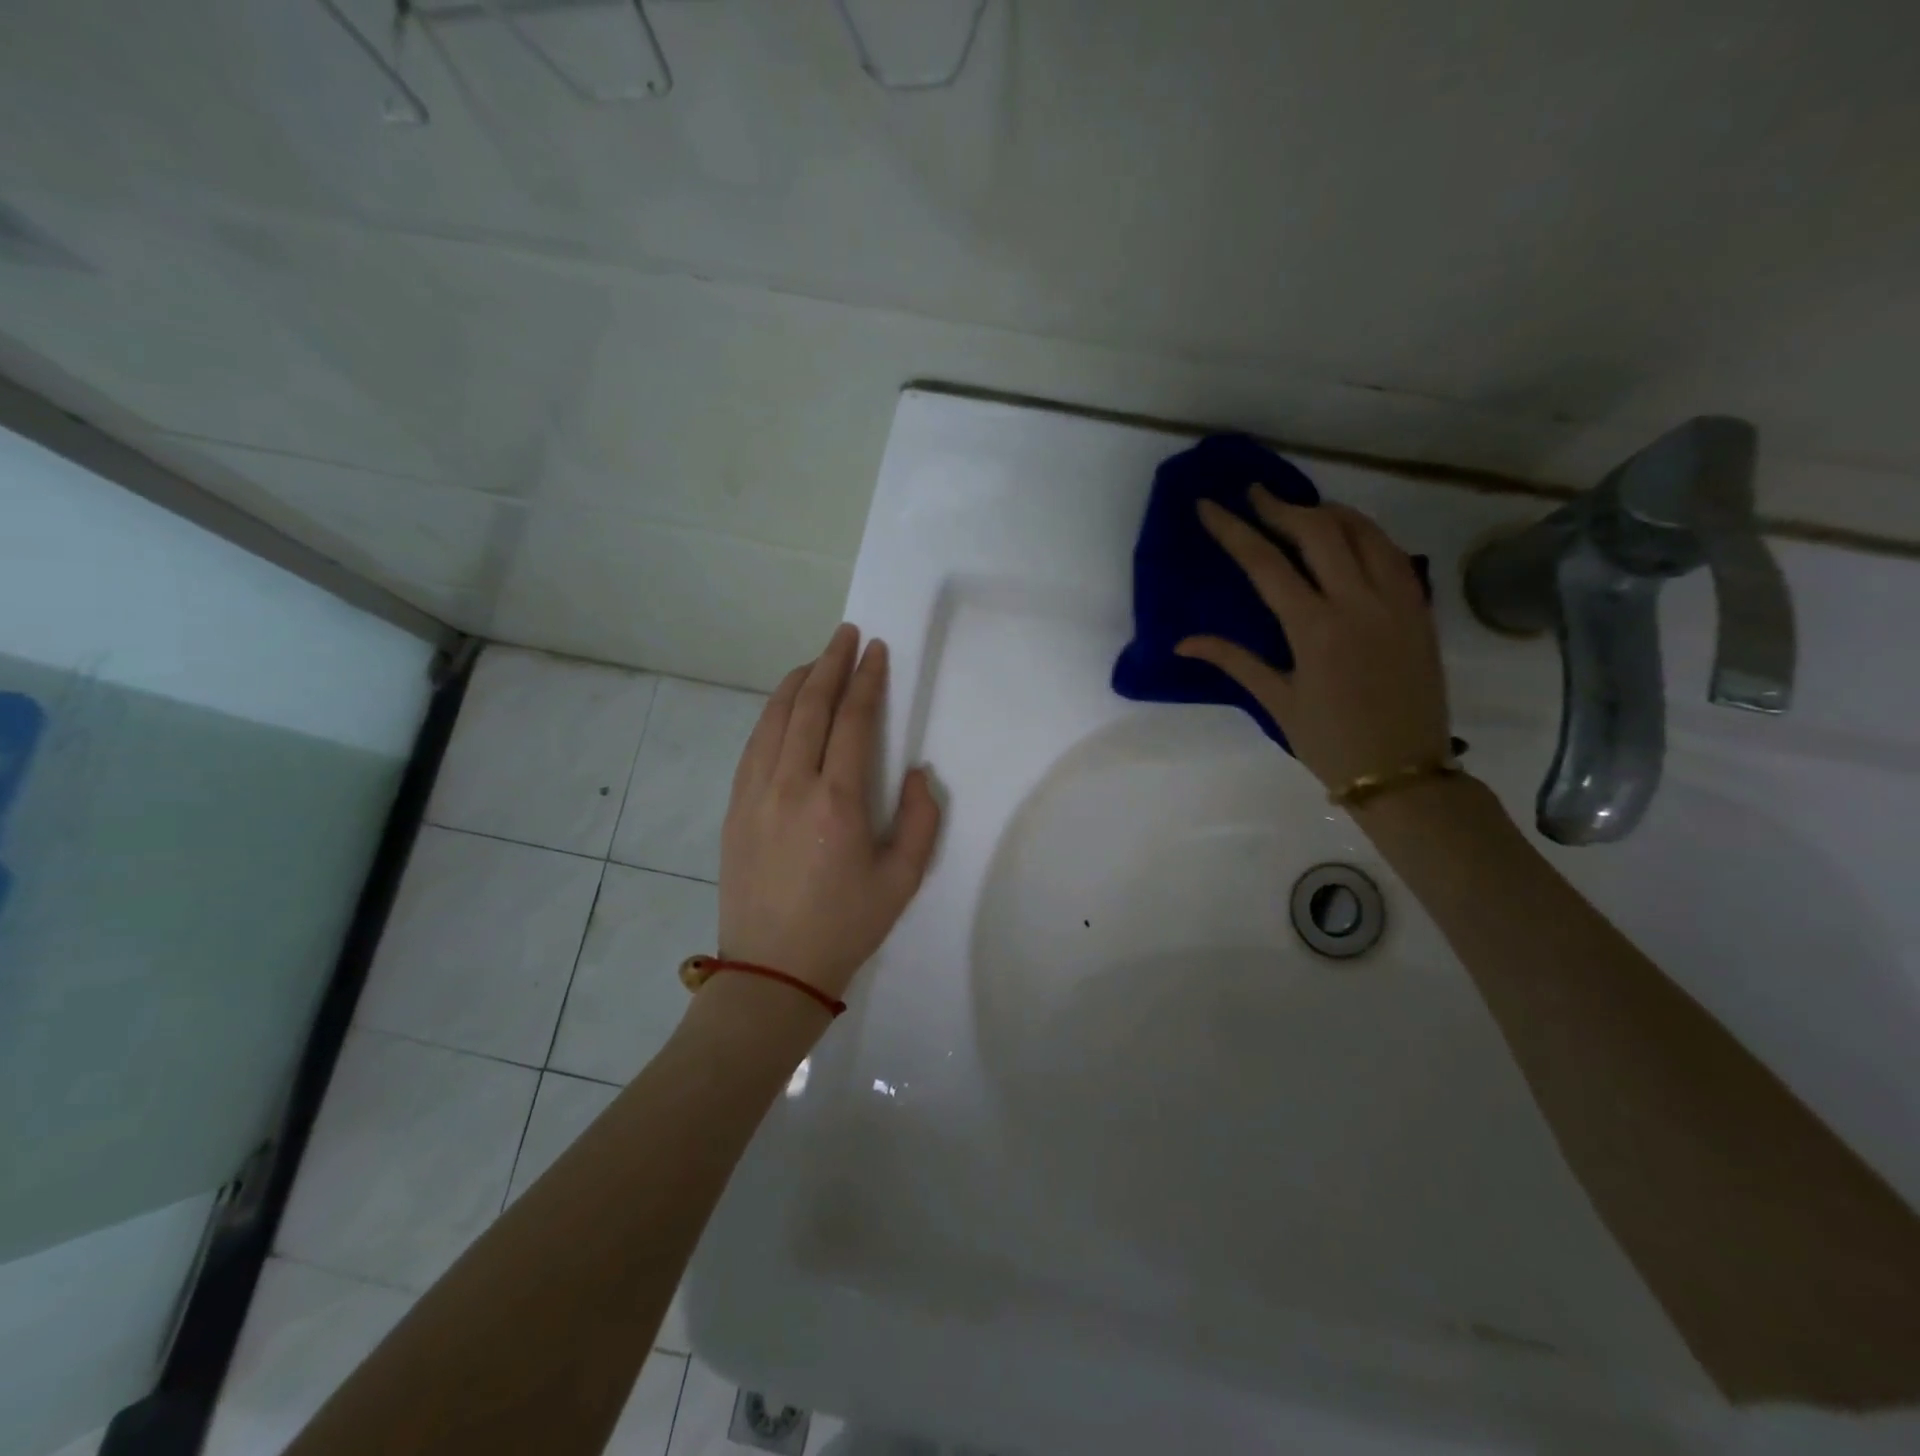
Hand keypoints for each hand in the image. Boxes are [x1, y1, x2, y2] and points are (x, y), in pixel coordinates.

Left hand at [718, 624, 942, 1000]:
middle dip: (830, 663)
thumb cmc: (845, 926)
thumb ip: (920, 820)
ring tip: (816, 661)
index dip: (866, 680)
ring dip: (797, 683)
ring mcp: (754, 793)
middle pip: (809, 706)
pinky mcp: (734, 807)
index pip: (853, 720)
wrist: (773, 970)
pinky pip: (753, 744)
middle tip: (845, 636)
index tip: (875, 650)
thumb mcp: (903, 880)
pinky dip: (771, 714)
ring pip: (774, 718)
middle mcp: (791, 785)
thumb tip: (917, 772)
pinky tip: (783, 708)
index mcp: (837, 801)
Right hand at [1176, 487, 1452, 789]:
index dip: (1234, 530)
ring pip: (1364, 533)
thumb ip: (1234, 661)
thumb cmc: (1330, 742)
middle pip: (1319, 532)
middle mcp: (1358, 603)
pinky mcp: (1420, 610)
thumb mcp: (1276, 702)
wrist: (1403, 772)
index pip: (1266, 563)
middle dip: (1281, 506)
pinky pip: (1394, 554)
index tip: (1209, 505)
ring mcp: (1397, 602)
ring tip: (1300, 507)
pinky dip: (1367, 534)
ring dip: (1328, 512)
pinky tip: (1350, 535)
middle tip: (1255, 494)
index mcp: (1315, 629)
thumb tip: (1183, 642)